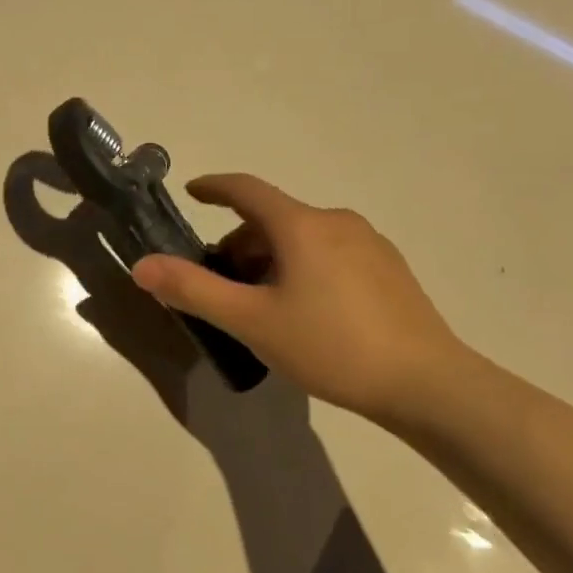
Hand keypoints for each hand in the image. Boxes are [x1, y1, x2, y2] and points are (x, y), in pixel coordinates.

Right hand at [130, 174, 470, 423]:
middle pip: (273, 219)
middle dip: (240, 244)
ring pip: (303, 237)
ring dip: (272, 258)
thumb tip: (141, 266)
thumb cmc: (332, 346)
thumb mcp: (252, 321)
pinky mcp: (390, 270)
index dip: (214, 187)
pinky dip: (304, 267)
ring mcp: (369, 244)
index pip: (246, 189)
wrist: (430, 386)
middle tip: (223, 284)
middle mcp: (335, 221)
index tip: (192, 192)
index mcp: (300, 225)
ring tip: (263, 305)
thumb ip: (194, 290)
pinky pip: (331, 253)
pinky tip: (309, 312)